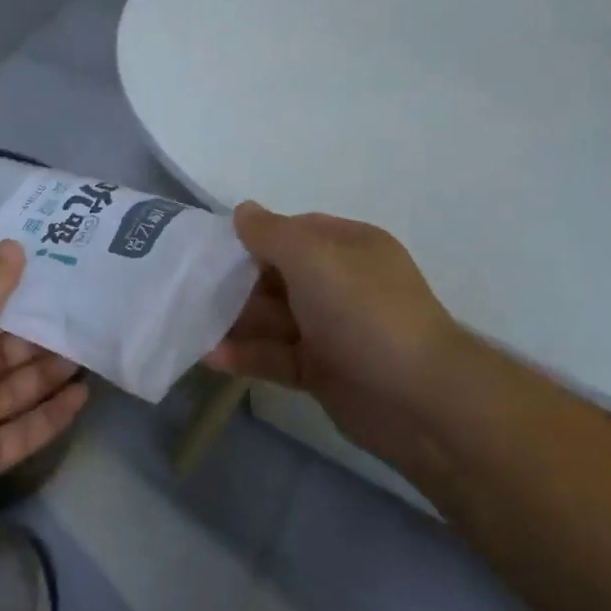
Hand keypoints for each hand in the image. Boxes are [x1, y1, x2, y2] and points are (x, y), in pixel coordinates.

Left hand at [0, 240, 88, 545]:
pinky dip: (51, 413)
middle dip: (41, 335)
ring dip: (51, 372)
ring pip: (17, 388)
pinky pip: (24, 429)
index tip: (55, 276)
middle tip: (86, 316)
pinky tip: (82, 396)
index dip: (14, 293)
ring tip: (93, 351)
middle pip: (3, 350)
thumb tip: (14, 244)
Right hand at [205, 203, 462, 470]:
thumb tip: (242, 211)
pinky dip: (247, 355)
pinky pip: (277, 356)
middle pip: (278, 275)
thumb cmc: (364, 311)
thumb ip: (271, 233)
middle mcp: (340, 283)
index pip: (292, 231)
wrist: (420, 399)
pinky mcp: (324, 371)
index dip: (252, 237)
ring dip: (235, 320)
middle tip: (190, 289)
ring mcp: (332, 329)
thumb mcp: (314, 257)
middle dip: (236, 282)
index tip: (211, 248)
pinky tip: (211, 357)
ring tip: (190, 324)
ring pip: (274, 318)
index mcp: (347, 247)